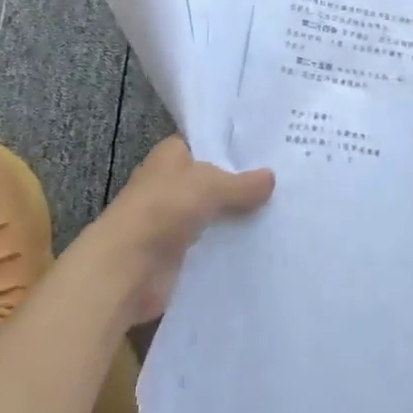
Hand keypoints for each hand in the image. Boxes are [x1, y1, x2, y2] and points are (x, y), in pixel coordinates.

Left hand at [86, 136, 273, 324]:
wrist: (127, 268)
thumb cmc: (163, 208)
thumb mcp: (209, 186)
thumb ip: (241, 183)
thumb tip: (272, 177)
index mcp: (171, 155)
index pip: (207, 144)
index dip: (233, 147)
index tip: (268, 152)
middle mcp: (171, 183)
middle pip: (213, 181)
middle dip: (242, 186)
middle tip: (285, 185)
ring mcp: (173, 220)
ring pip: (214, 214)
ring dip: (237, 219)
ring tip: (282, 215)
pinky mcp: (178, 254)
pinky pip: (211, 246)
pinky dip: (230, 247)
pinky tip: (262, 247)